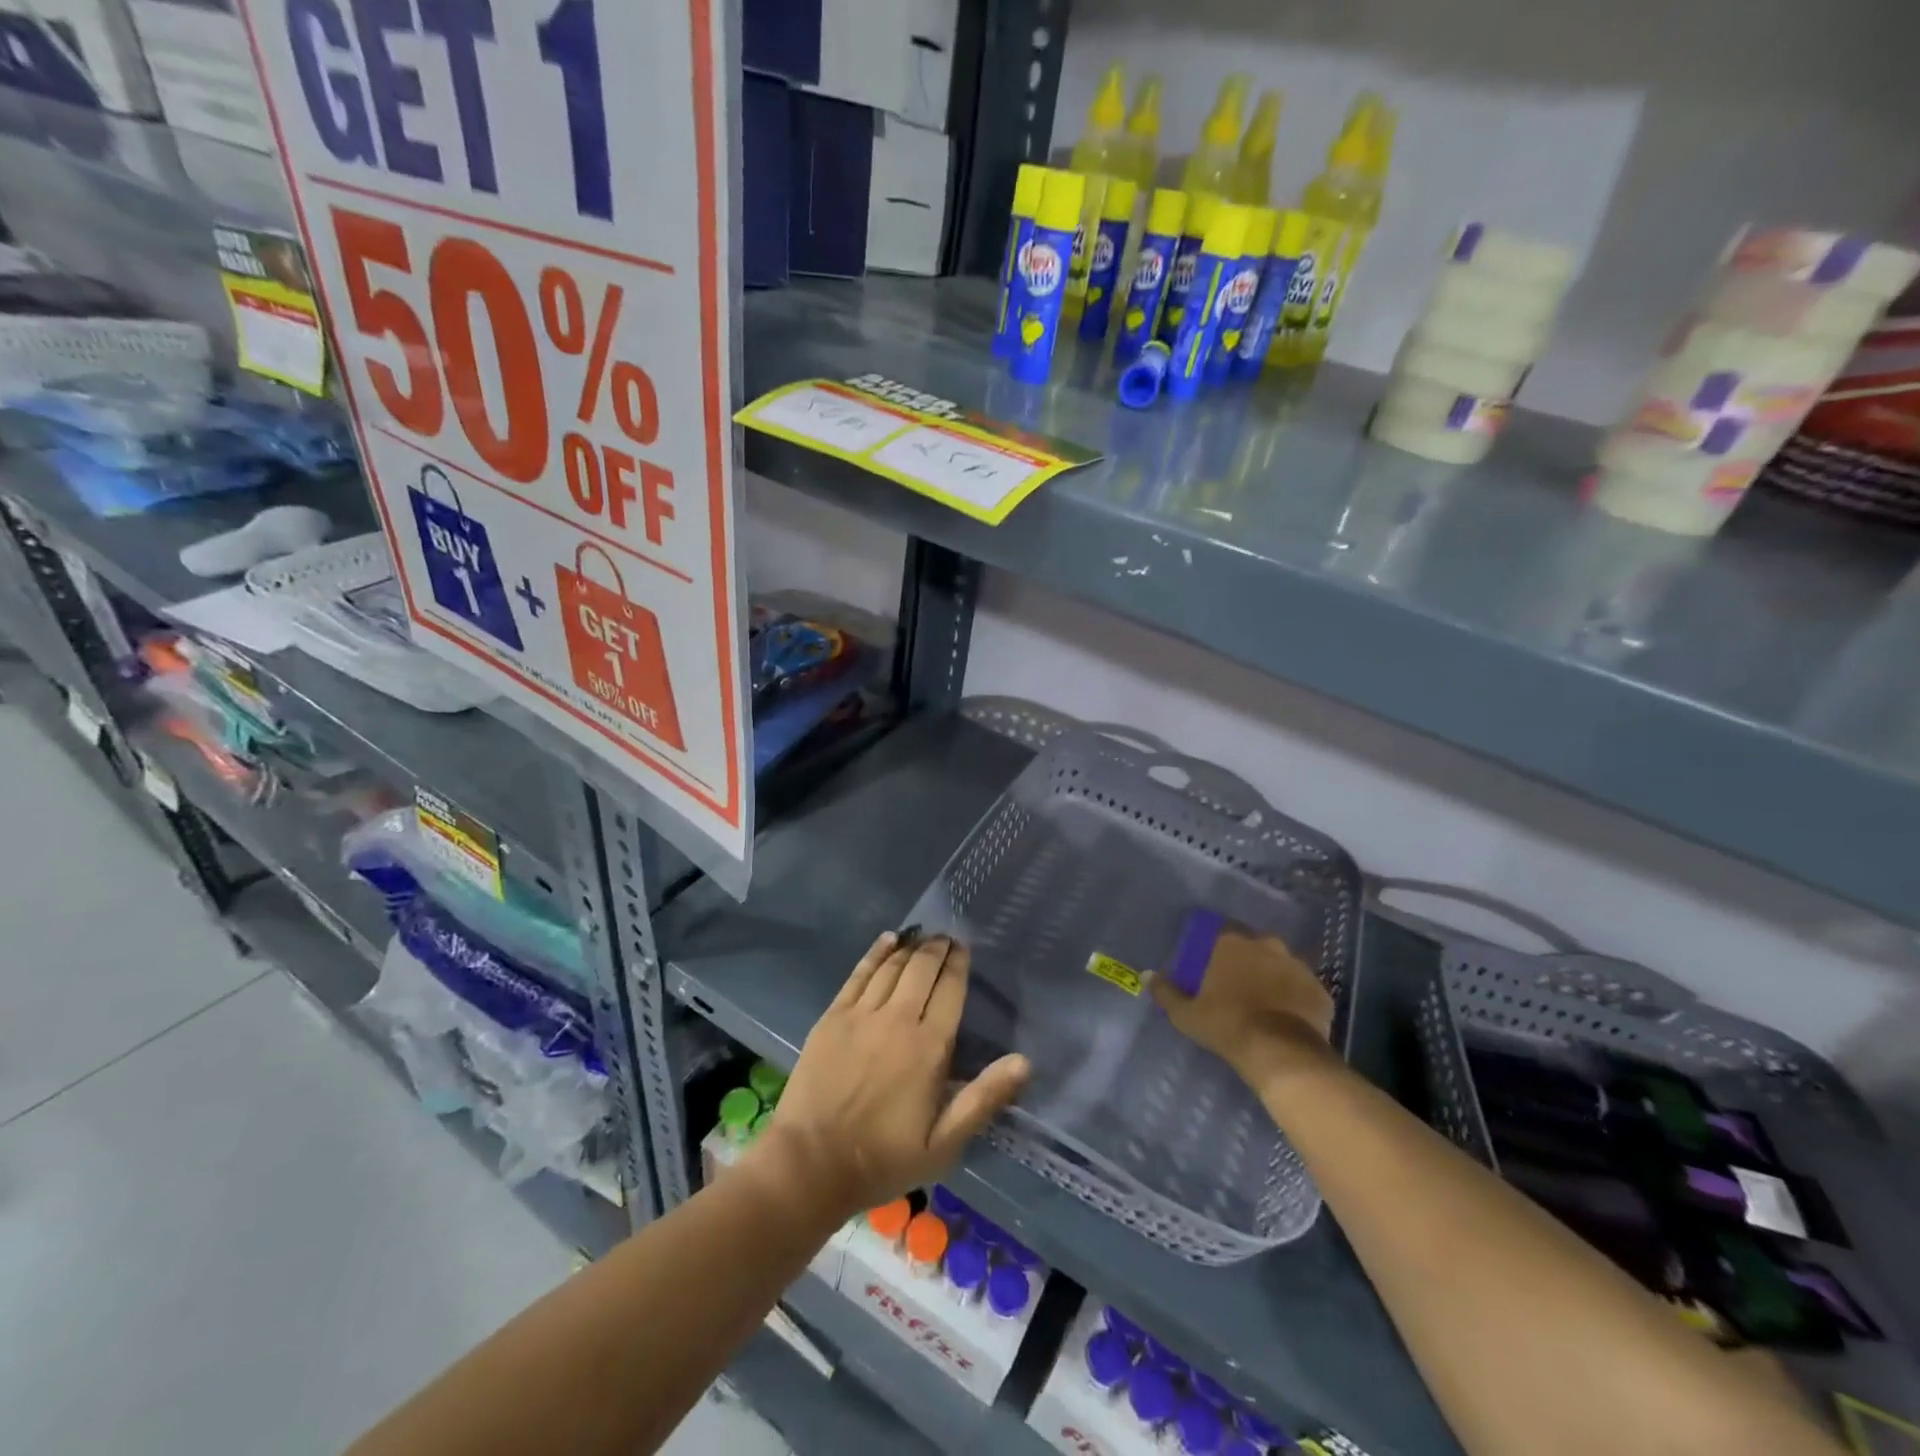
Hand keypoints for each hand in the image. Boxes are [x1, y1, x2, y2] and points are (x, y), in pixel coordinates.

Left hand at [754, 932, 1029, 1218]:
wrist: (811, 1164)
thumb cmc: (883, 1158)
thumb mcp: (943, 1143)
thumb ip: (983, 1098)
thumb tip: (1024, 1061)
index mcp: (929, 1047)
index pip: (950, 990)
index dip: (959, 964)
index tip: (964, 949)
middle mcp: (897, 1020)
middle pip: (922, 969)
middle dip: (938, 948)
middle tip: (947, 937)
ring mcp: (861, 1014)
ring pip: (892, 967)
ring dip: (911, 947)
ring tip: (923, 936)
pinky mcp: (833, 1016)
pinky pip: (859, 974)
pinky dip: (876, 952)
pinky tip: (888, 939)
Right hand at [1149, 929, 1332, 1089]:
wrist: (1281, 1053)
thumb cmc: (1227, 1025)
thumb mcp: (1186, 1014)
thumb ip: (1166, 992)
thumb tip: (1147, 975)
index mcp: (1232, 944)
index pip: (1221, 933)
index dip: (1215, 950)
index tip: (1211, 968)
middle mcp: (1267, 945)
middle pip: (1253, 947)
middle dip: (1247, 961)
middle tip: (1237, 985)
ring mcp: (1298, 966)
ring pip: (1281, 966)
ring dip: (1272, 978)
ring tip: (1264, 1003)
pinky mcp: (1320, 990)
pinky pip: (1303, 989)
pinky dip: (1295, 998)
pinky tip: (1287, 1018)